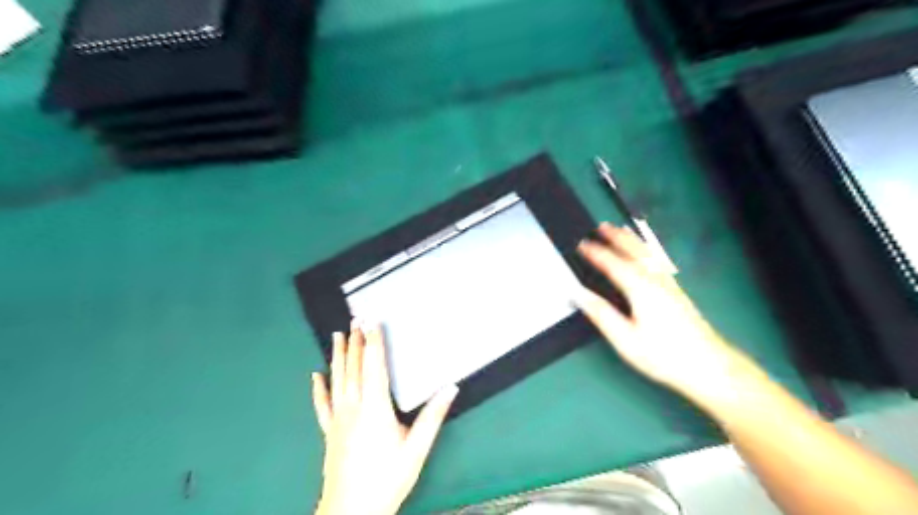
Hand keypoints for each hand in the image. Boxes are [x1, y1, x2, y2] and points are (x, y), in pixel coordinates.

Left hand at [315, 321, 459, 513]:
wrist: (351, 511)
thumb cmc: (387, 478)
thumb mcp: (416, 448)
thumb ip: (433, 416)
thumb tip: (451, 387)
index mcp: (375, 407)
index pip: (374, 366)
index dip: (373, 342)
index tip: (372, 321)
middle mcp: (353, 406)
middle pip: (353, 367)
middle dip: (356, 341)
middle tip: (355, 319)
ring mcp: (337, 418)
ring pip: (337, 379)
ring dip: (338, 355)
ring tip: (338, 335)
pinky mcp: (328, 431)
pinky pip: (322, 404)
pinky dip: (318, 388)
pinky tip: (315, 375)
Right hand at [575, 222, 755, 402]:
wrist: (709, 365)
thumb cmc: (663, 354)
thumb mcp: (625, 339)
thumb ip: (601, 314)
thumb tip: (579, 294)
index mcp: (640, 289)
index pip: (613, 264)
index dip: (596, 253)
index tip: (581, 244)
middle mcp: (655, 280)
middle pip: (633, 251)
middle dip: (616, 237)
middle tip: (601, 226)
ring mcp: (669, 284)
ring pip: (647, 254)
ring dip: (631, 240)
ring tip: (620, 230)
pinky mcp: (677, 291)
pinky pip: (657, 261)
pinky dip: (645, 249)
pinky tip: (645, 253)